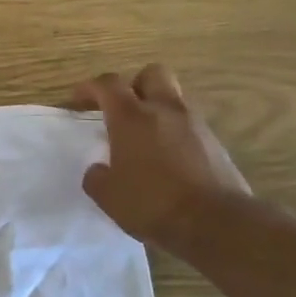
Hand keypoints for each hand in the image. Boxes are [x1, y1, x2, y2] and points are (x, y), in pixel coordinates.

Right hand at [71, 66, 249, 252]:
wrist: (216, 223)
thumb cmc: (152, 203)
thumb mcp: (108, 196)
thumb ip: (97, 176)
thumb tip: (99, 169)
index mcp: (131, 117)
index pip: (108, 84)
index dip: (90, 87)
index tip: (78, 100)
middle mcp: (165, 110)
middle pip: (152, 74)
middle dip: (134, 84)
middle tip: (121, 108)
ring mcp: (195, 124)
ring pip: (174, 98)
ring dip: (158, 108)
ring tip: (144, 136)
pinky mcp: (216, 144)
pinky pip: (190, 125)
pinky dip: (176, 132)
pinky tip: (168, 158)